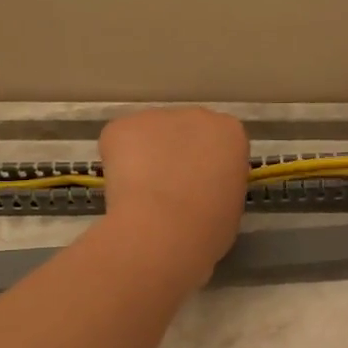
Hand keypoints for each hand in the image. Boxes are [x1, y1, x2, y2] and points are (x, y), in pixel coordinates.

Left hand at [99, 108, 250, 285]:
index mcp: (230, 133)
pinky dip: (116, 164)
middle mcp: (197, 115)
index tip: (199, 189)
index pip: (219, 144)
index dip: (206, 167)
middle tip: (168, 192)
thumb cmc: (208, 228)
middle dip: (175, 155)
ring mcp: (156, 117)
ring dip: (145, 158)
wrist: (163, 231)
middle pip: (184, 132)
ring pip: (149, 137)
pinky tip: (123, 191)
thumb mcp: (231, 204)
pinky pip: (118, 143)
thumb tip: (200, 188)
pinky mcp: (121, 126)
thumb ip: (218, 184)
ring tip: (141, 196)